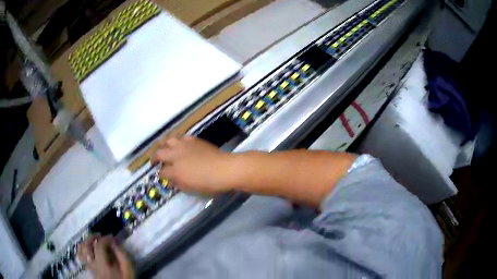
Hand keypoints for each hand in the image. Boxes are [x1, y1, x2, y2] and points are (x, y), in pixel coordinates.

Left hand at [77, 235, 133, 278]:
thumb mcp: (128, 271)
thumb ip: (123, 258)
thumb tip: (114, 244)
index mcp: (103, 265)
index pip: (99, 246)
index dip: (105, 238)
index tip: (112, 237)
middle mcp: (93, 265)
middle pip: (87, 246)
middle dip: (93, 237)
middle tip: (101, 235)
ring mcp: (89, 267)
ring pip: (81, 250)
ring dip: (86, 242)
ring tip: (93, 240)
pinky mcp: (88, 269)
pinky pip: (81, 257)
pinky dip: (83, 250)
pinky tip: (88, 248)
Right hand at [152, 136, 236, 194]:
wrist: (225, 169)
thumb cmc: (209, 183)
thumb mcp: (192, 188)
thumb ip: (179, 184)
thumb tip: (171, 180)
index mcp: (175, 171)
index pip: (162, 172)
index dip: (160, 175)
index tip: (162, 176)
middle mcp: (176, 156)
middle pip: (159, 153)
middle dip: (154, 157)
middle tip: (154, 160)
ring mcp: (184, 146)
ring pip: (168, 140)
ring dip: (163, 144)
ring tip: (163, 147)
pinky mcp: (193, 140)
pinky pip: (182, 137)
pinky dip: (178, 141)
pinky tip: (180, 144)